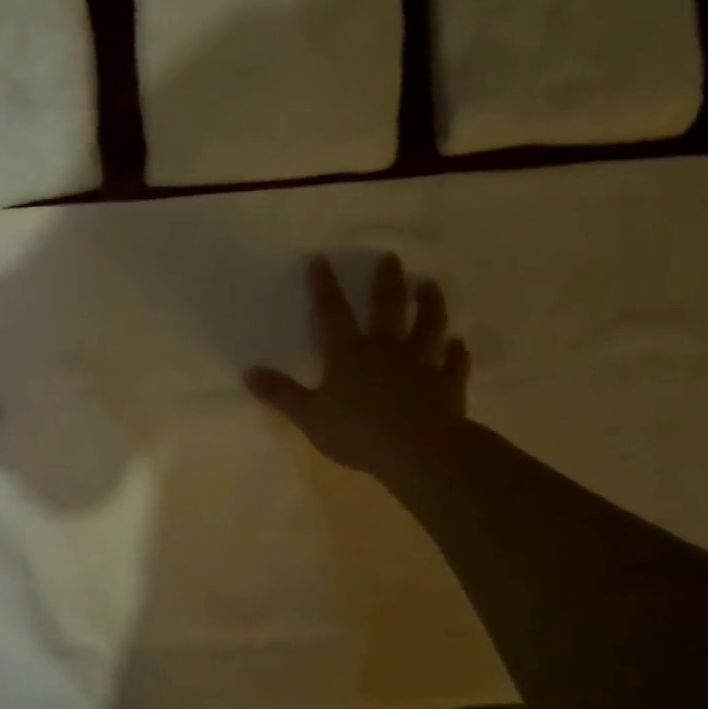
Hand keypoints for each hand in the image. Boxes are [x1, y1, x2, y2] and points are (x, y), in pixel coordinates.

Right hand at [245, 253, 468, 475]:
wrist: (418, 450)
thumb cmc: (357, 432)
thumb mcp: (309, 415)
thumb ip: (281, 393)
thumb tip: (249, 372)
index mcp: (348, 354)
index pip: (332, 313)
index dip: (325, 287)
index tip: (322, 259)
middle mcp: (386, 350)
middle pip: (387, 308)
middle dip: (387, 282)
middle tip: (391, 258)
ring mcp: (421, 364)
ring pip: (427, 326)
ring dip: (429, 305)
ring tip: (429, 285)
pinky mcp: (447, 384)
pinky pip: (453, 364)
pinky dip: (456, 353)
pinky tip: (458, 344)